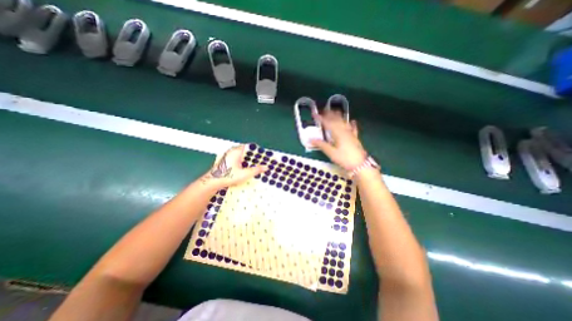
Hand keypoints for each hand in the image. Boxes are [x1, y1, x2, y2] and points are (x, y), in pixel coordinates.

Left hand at [200, 145, 265, 189]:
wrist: (213, 182)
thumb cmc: (228, 176)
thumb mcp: (244, 174)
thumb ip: (256, 170)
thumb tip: (266, 167)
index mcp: (237, 151)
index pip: (249, 146)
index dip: (256, 150)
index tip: (263, 154)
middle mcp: (232, 151)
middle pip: (245, 150)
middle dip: (253, 155)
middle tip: (260, 160)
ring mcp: (228, 155)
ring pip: (240, 154)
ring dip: (247, 158)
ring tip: (255, 164)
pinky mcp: (226, 160)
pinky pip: (237, 157)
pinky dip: (242, 161)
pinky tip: (245, 167)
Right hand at [311, 110, 368, 170]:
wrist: (360, 165)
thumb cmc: (344, 158)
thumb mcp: (331, 153)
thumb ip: (321, 145)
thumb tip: (311, 139)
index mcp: (338, 133)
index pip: (327, 123)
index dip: (320, 118)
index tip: (314, 114)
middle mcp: (345, 131)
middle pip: (336, 120)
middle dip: (329, 114)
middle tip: (323, 111)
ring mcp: (351, 133)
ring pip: (344, 122)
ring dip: (339, 116)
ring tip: (335, 111)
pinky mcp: (355, 138)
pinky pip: (353, 128)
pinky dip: (351, 124)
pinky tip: (352, 121)